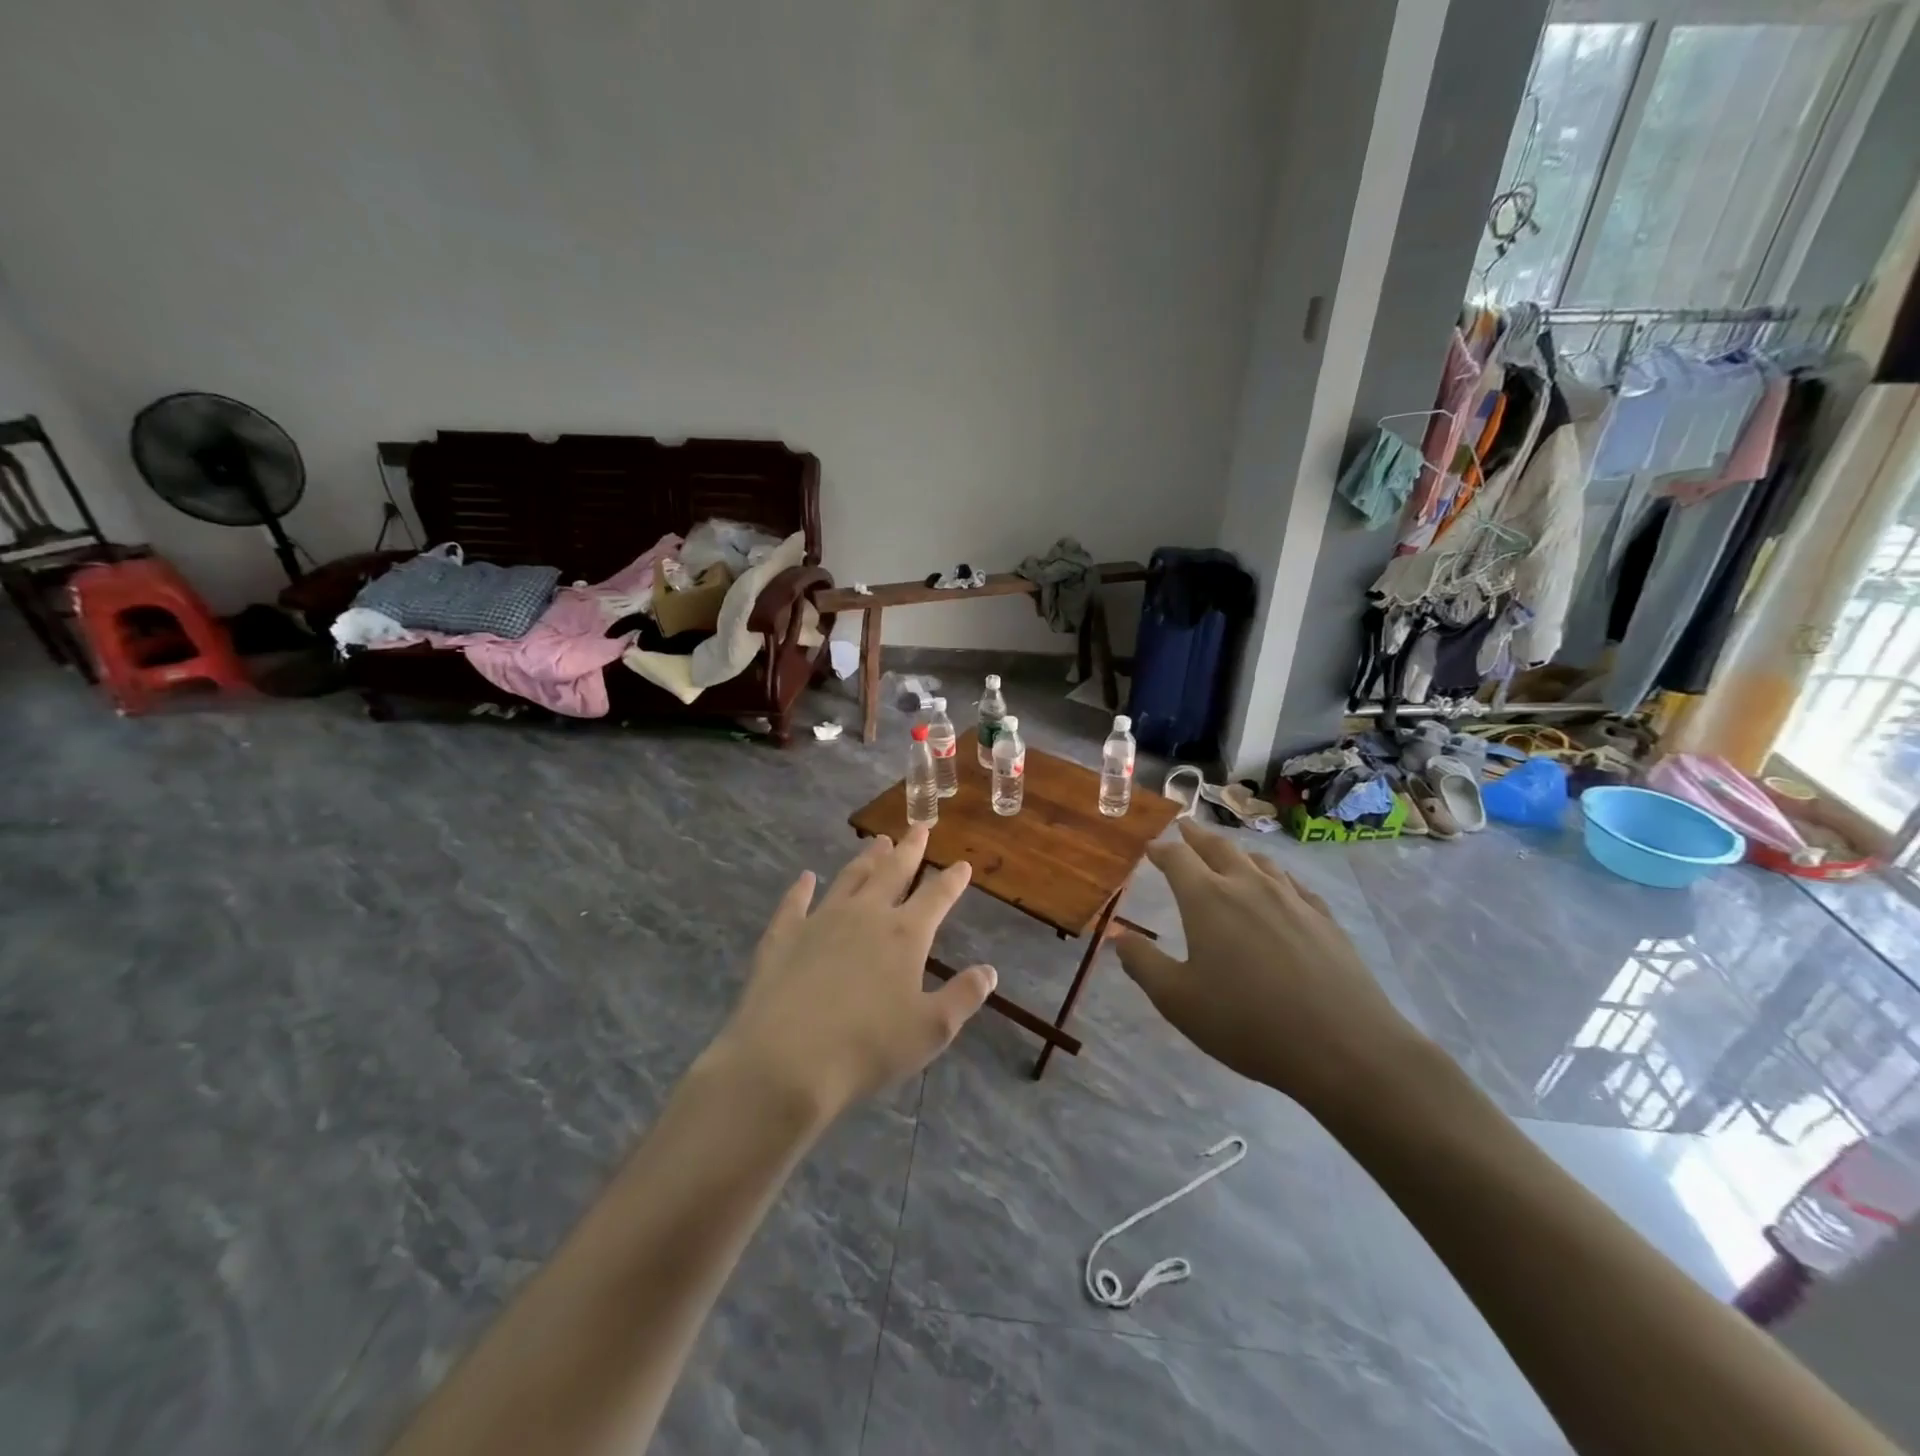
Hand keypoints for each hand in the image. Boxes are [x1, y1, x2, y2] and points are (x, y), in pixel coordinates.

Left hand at [706, 829, 996, 1121]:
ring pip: (850, 878)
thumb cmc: (868, 1048)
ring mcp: (821, 920)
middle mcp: (865, 915)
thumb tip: (990, 971)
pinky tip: (805, 877)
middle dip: (910, 849)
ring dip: (867, 858)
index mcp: (904, 935)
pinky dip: (801, 888)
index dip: (952, 880)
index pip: (936, 896)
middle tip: (919, 827)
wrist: (786, 1060)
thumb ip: (963, 996)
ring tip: (878, 841)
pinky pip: (795, 902)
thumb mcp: (931, 1030)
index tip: (963, 864)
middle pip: (893, 872)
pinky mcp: (784, 935)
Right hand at [1114, 820, 1426, 1112]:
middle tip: (1185, 826)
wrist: (1344, 1047)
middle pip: (1219, 848)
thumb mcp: (1178, 1000)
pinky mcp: (1324, 919)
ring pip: (1259, 860)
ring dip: (1237, 851)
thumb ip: (1143, 963)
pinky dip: (1276, 876)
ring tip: (1228, 852)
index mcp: (1208, 899)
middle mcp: (1248, 886)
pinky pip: (1293, 884)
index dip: (1162, 850)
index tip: (1151, 847)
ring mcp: (1292, 899)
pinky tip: (1280, 887)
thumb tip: (1118, 935)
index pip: (1178, 858)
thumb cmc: (1247, 1023)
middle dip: (1197, 836)